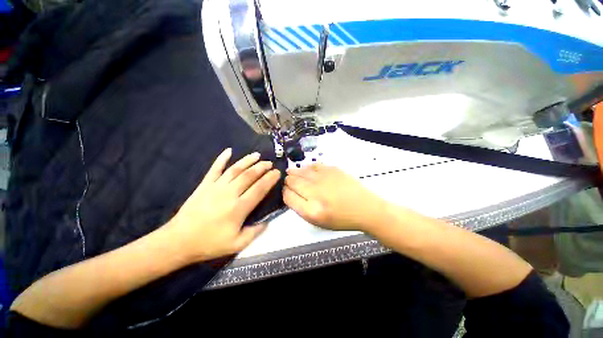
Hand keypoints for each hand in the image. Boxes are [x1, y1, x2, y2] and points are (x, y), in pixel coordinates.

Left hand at [168, 148, 280, 261]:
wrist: (179, 241)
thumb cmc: (209, 243)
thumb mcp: (237, 244)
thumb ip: (255, 232)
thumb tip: (268, 221)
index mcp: (239, 208)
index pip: (259, 189)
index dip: (270, 179)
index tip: (277, 173)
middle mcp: (229, 194)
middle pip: (249, 176)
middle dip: (262, 167)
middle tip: (270, 163)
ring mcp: (216, 187)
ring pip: (235, 169)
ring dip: (247, 161)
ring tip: (257, 155)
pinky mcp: (204, 185)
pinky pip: (214, 169)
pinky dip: (221, 158)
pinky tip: (228, 151)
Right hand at [283, 164, 386, 231]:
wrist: (365, 208)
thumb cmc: (341, 219)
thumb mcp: (318, 221)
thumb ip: (301, 208)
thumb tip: (290, 193)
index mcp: (311, 210)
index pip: (288, 196)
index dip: (284, 192)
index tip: (285, 191)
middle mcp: (315, 193)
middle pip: (292, 181)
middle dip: (287, 181)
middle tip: (287, 181)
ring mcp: (324, 178)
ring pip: (301, 171)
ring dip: (294, 172)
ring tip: (291, 173)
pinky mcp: (332, 169)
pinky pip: (313, 165)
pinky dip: (306, 167)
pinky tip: (305, 170)